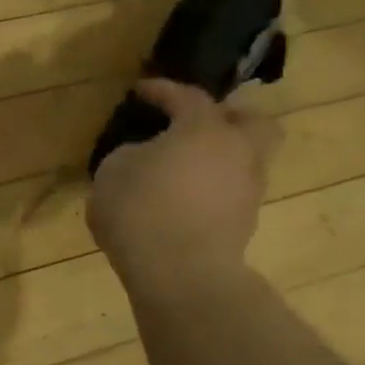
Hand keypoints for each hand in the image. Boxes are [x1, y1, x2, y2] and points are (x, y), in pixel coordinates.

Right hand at [87, 79, 280, 291]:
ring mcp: (248, 190)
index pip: (187, 97)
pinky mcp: (245, 224)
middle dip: (228, 117)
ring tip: (185, 167)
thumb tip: (146, 157)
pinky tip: (184, 198)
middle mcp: (237, 152)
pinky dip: (214, 187)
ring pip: (246, 159)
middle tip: (196, 123)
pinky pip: (232, 191)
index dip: (162, 90)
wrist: (180, 275)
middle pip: (251, 121)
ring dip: (220, 156)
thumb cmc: (140, 211)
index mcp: (204, 130)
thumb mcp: (113, 172)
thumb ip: (131, 154)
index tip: (141, 90)